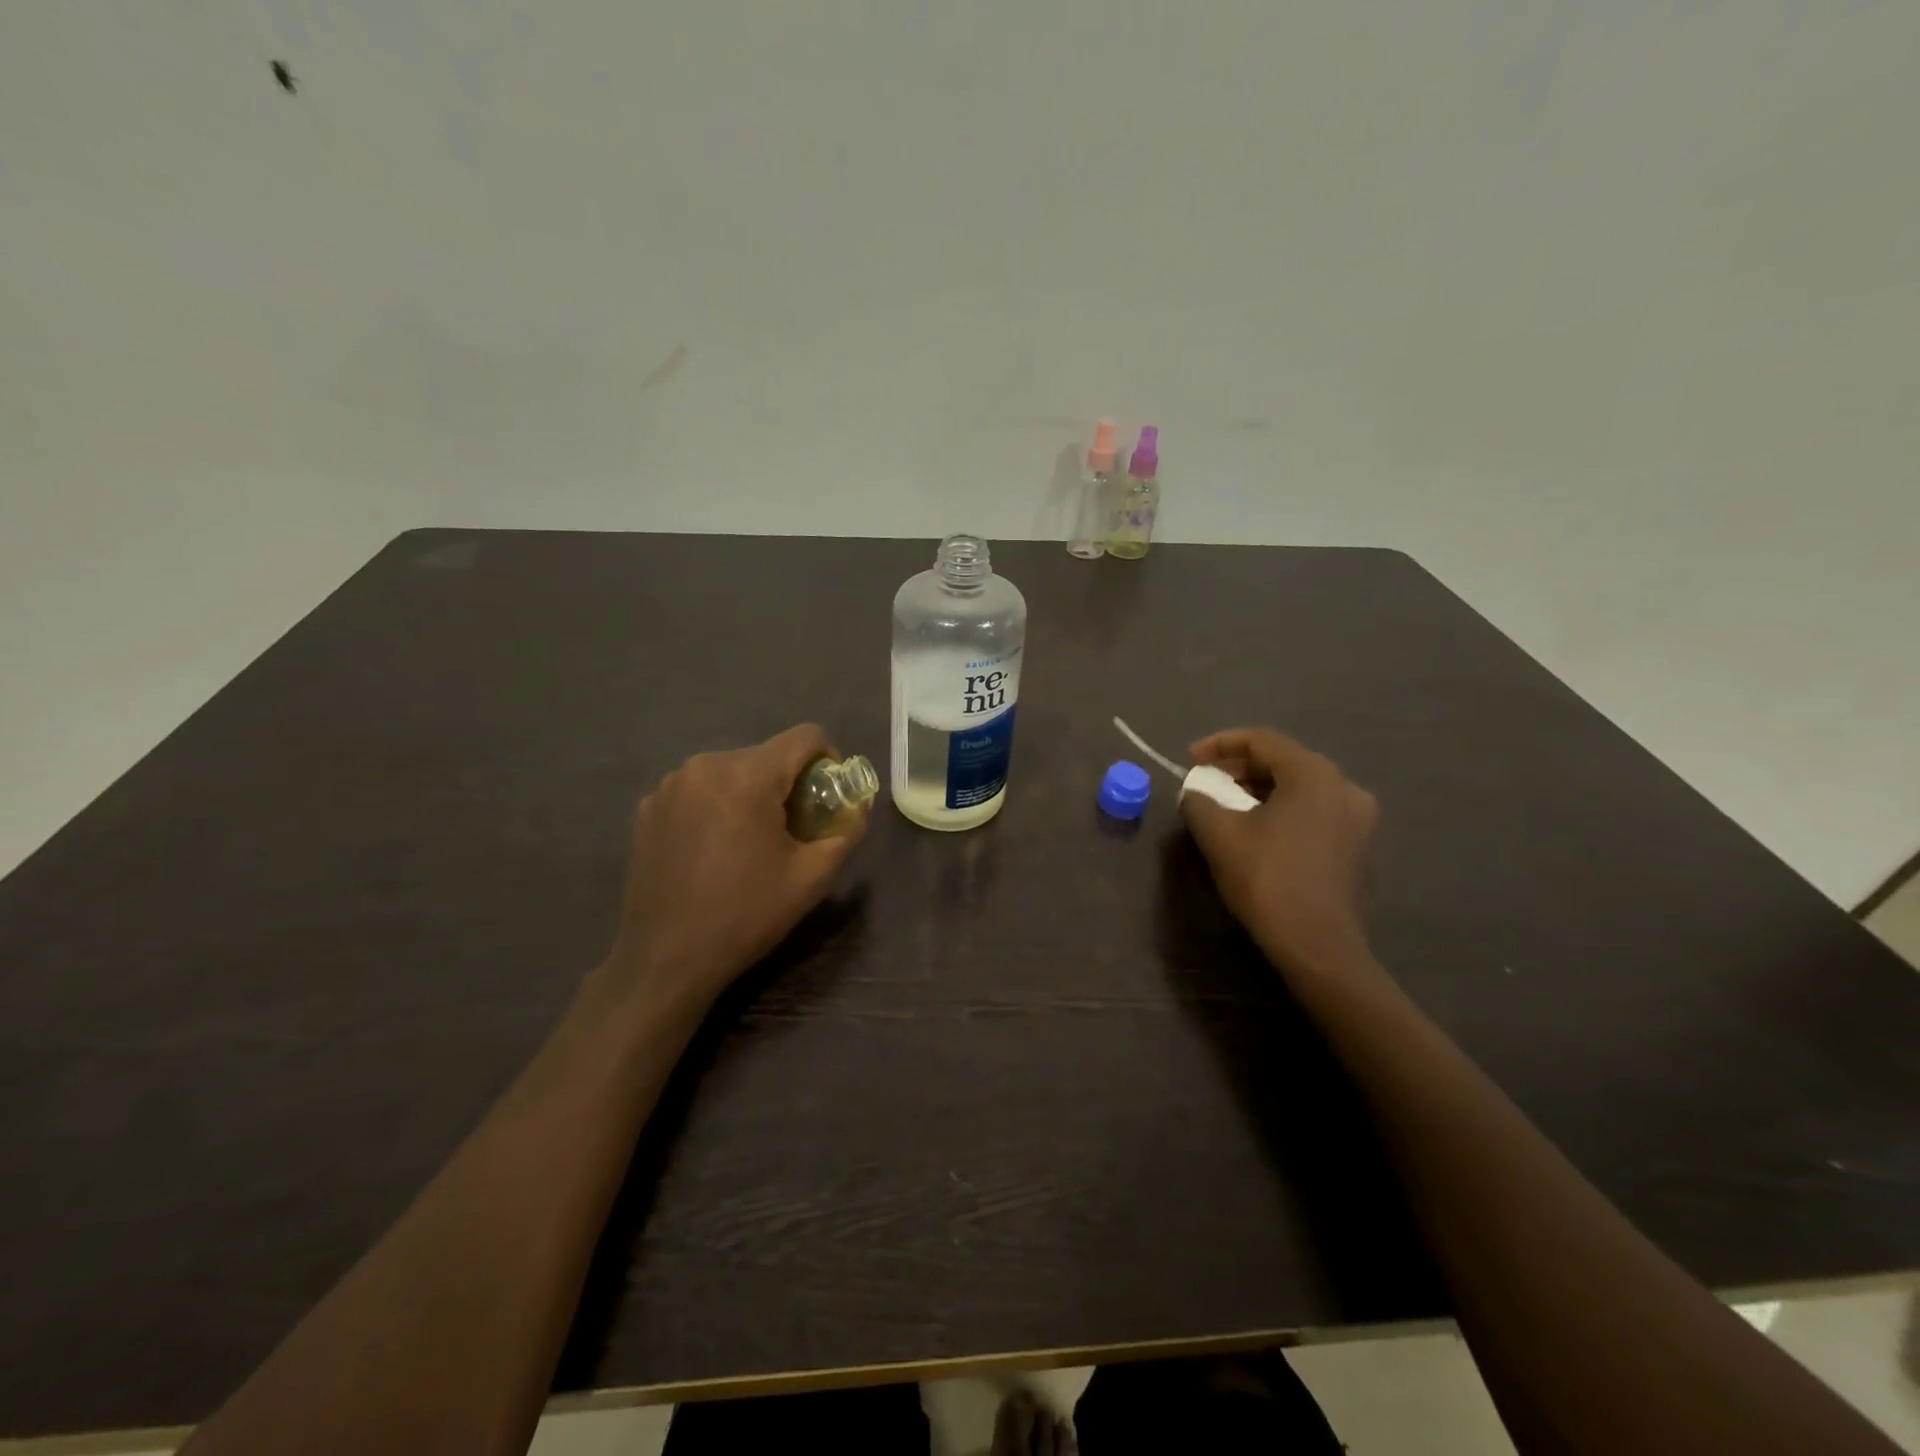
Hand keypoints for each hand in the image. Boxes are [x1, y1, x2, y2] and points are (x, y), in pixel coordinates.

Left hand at [601, 724, 867, 1017]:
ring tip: (749, 843)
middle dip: (787, 784)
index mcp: (748, 775)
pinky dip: (716, 807)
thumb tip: (859, 805)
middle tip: (792, 831)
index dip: (828, 760)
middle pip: (767, 755)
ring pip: (732, 771)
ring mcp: (670, 785)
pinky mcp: (648, 807)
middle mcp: (705, 765)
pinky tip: (712, 850)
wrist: (665, 959)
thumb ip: (846, 831)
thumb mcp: (812, 877)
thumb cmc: (746, 915)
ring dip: (751, 795)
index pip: (805, 737)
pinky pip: (698, 789)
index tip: (827, 798)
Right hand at [1179, 727, 1378, 978]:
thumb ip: (1199, 801)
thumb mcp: (1218, 834)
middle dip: (1241, 766)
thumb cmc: (1267, 878)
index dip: (1220, 744)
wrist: (1317, 944)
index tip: (1190, 759)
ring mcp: (1357, 818)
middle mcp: (1343, 786)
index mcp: (1313, 774)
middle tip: (1208, 780)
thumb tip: (1195, 793)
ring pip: (1300, 787)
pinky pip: (1313, 811)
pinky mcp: (1357, 845)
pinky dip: (1283, 809)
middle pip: (1284, 761)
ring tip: (1227, 803)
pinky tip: (1258, 828)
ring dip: (1260, 789)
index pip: (1262, 740)